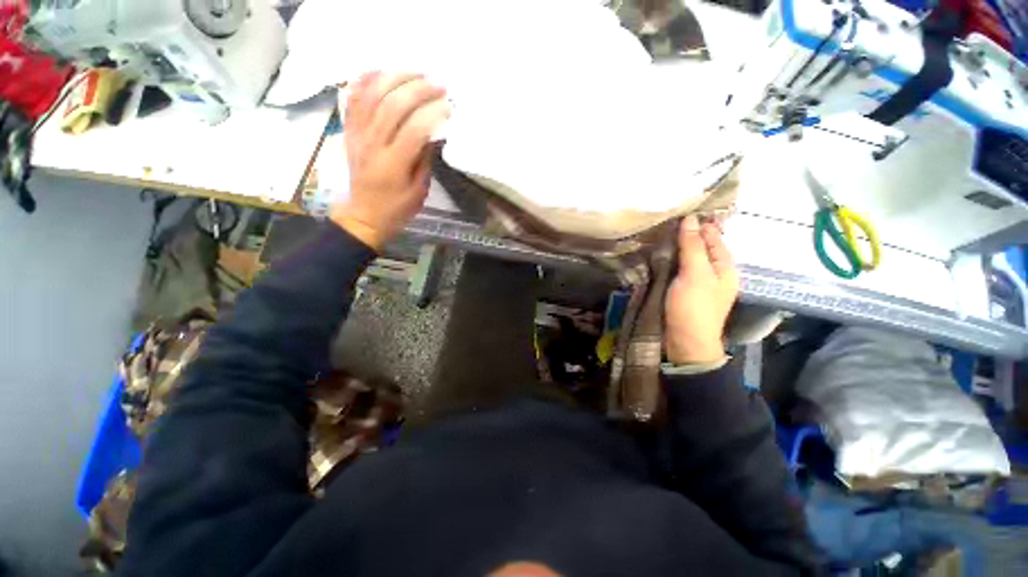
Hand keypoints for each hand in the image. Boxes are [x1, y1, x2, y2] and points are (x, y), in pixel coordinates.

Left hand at [331, 73, 450, 249]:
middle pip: (393, 104)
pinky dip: (365, 80)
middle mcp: (372, 144)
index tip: (448, 106)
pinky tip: (382, 72)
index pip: (413, 129)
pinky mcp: (350, 131)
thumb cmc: (396, 209)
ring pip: (372, 94)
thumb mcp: (419, 191)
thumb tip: (433, 132)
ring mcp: (357, 134)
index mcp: (393, 164)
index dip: (433, 113)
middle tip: (438, 85)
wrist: (364, 216)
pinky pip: (353, 98)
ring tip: (416, 73)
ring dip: (395, 78)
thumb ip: (425, 159)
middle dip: (418, 89)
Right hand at [665, 215, 738, 363]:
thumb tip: (690, 218)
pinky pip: (678, 268)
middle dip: (685, 233)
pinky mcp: (683, 289)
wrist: (685, 340)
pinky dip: (669, 259)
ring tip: (656, 233)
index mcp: (725, 265)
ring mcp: (698, 280)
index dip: (699, 222)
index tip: (678, 209)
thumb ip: (693, 246)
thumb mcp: (695, 273)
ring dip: (675, 246)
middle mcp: (714, 270)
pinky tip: (657, 254)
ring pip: (687, 256)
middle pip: (700, 245)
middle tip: (663, 220)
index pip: (713, 235)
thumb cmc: (694, 306)